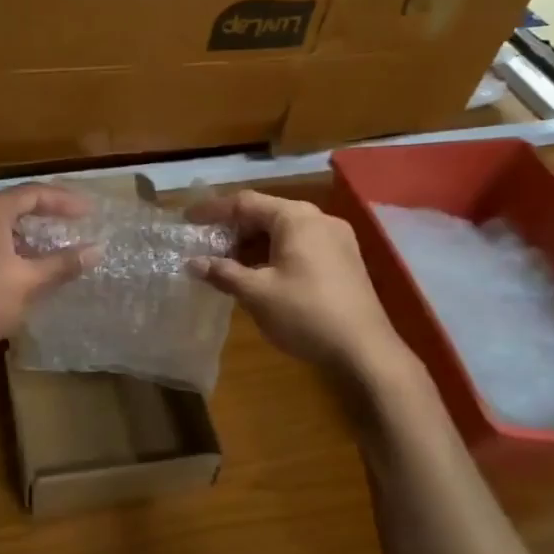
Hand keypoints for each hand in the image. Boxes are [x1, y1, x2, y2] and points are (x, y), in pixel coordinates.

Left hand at [0, 184, 97, 367]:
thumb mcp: (29, 282)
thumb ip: (63, 264)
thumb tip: (97, 250)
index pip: (34, 193)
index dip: (65, 201)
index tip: (91, 212)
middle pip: (16, 206)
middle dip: (48, 215)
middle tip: (77, 224)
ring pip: (3, 229)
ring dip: (31, 237)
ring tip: (58, 249)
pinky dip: (15, 253)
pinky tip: (29, 273)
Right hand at [188, 190, 413, 381]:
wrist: (366, 350)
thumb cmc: (306, 313)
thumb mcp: (256, 293)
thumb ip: (223, 273)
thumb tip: (193, 263)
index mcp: (296, 217)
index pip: (245, 203)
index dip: (213, 211)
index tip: (187, 221)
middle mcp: (318, 219)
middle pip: (266, 214)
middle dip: (233, 230)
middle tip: (206, 246)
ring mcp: (337, 239)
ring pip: (284, 232)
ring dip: (253, 245)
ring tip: (227, 264)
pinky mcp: (344, 261)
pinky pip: (301, 246)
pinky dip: (274, 254)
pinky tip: (259, 275)